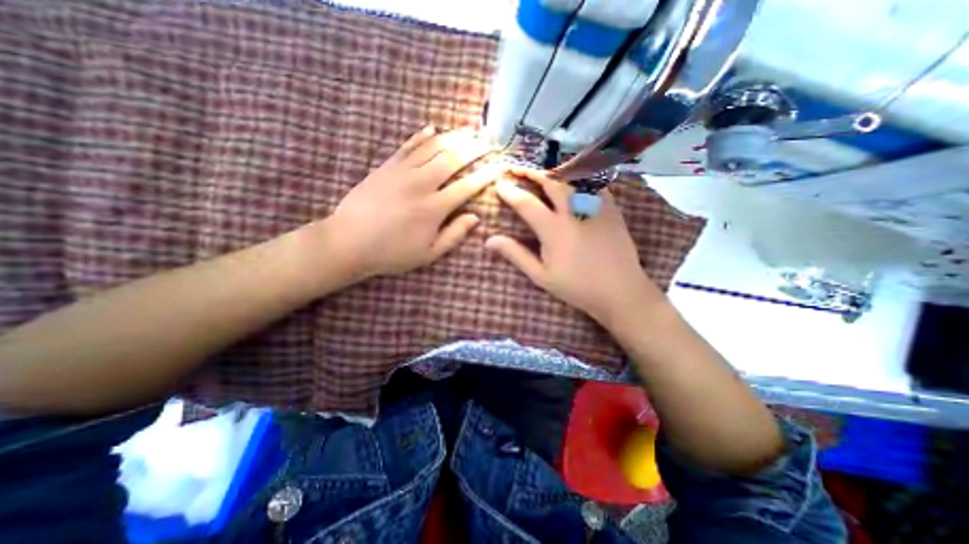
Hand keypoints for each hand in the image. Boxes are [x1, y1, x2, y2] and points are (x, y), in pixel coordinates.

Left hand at [329, 125, 502, 281]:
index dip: (486, 174)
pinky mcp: (386, 167)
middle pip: (453, 159)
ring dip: (454, 136)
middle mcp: (422, 184)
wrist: (349, 242)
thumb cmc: (392, 252)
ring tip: (469, 129)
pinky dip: (421, 135)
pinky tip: (432, 127)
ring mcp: (402, 172)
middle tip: (489, 140)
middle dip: (475, 148)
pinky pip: (407, 146)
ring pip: (433, 147)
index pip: (467, 186)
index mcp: (435, 208)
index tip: (499, 165)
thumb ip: (454, 235)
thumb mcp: (428, 253)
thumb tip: (475, 218)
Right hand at [485, 169, 666, 325]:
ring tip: (541, 173)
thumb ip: (516, 255)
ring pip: (572, 179)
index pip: (526, 203)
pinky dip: (578, 179)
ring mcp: (595, 207)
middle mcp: (573, 211)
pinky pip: (593, 184)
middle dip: (530, 172)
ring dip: (553, 173)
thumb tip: (490, 240)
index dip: (509, 191)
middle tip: (517, 168)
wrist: (620, 290)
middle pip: (550, 182)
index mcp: (553, 229)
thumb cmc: (577, 286)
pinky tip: (572, 182)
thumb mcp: (541, 275)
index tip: (499, 183)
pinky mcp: (611, 209)